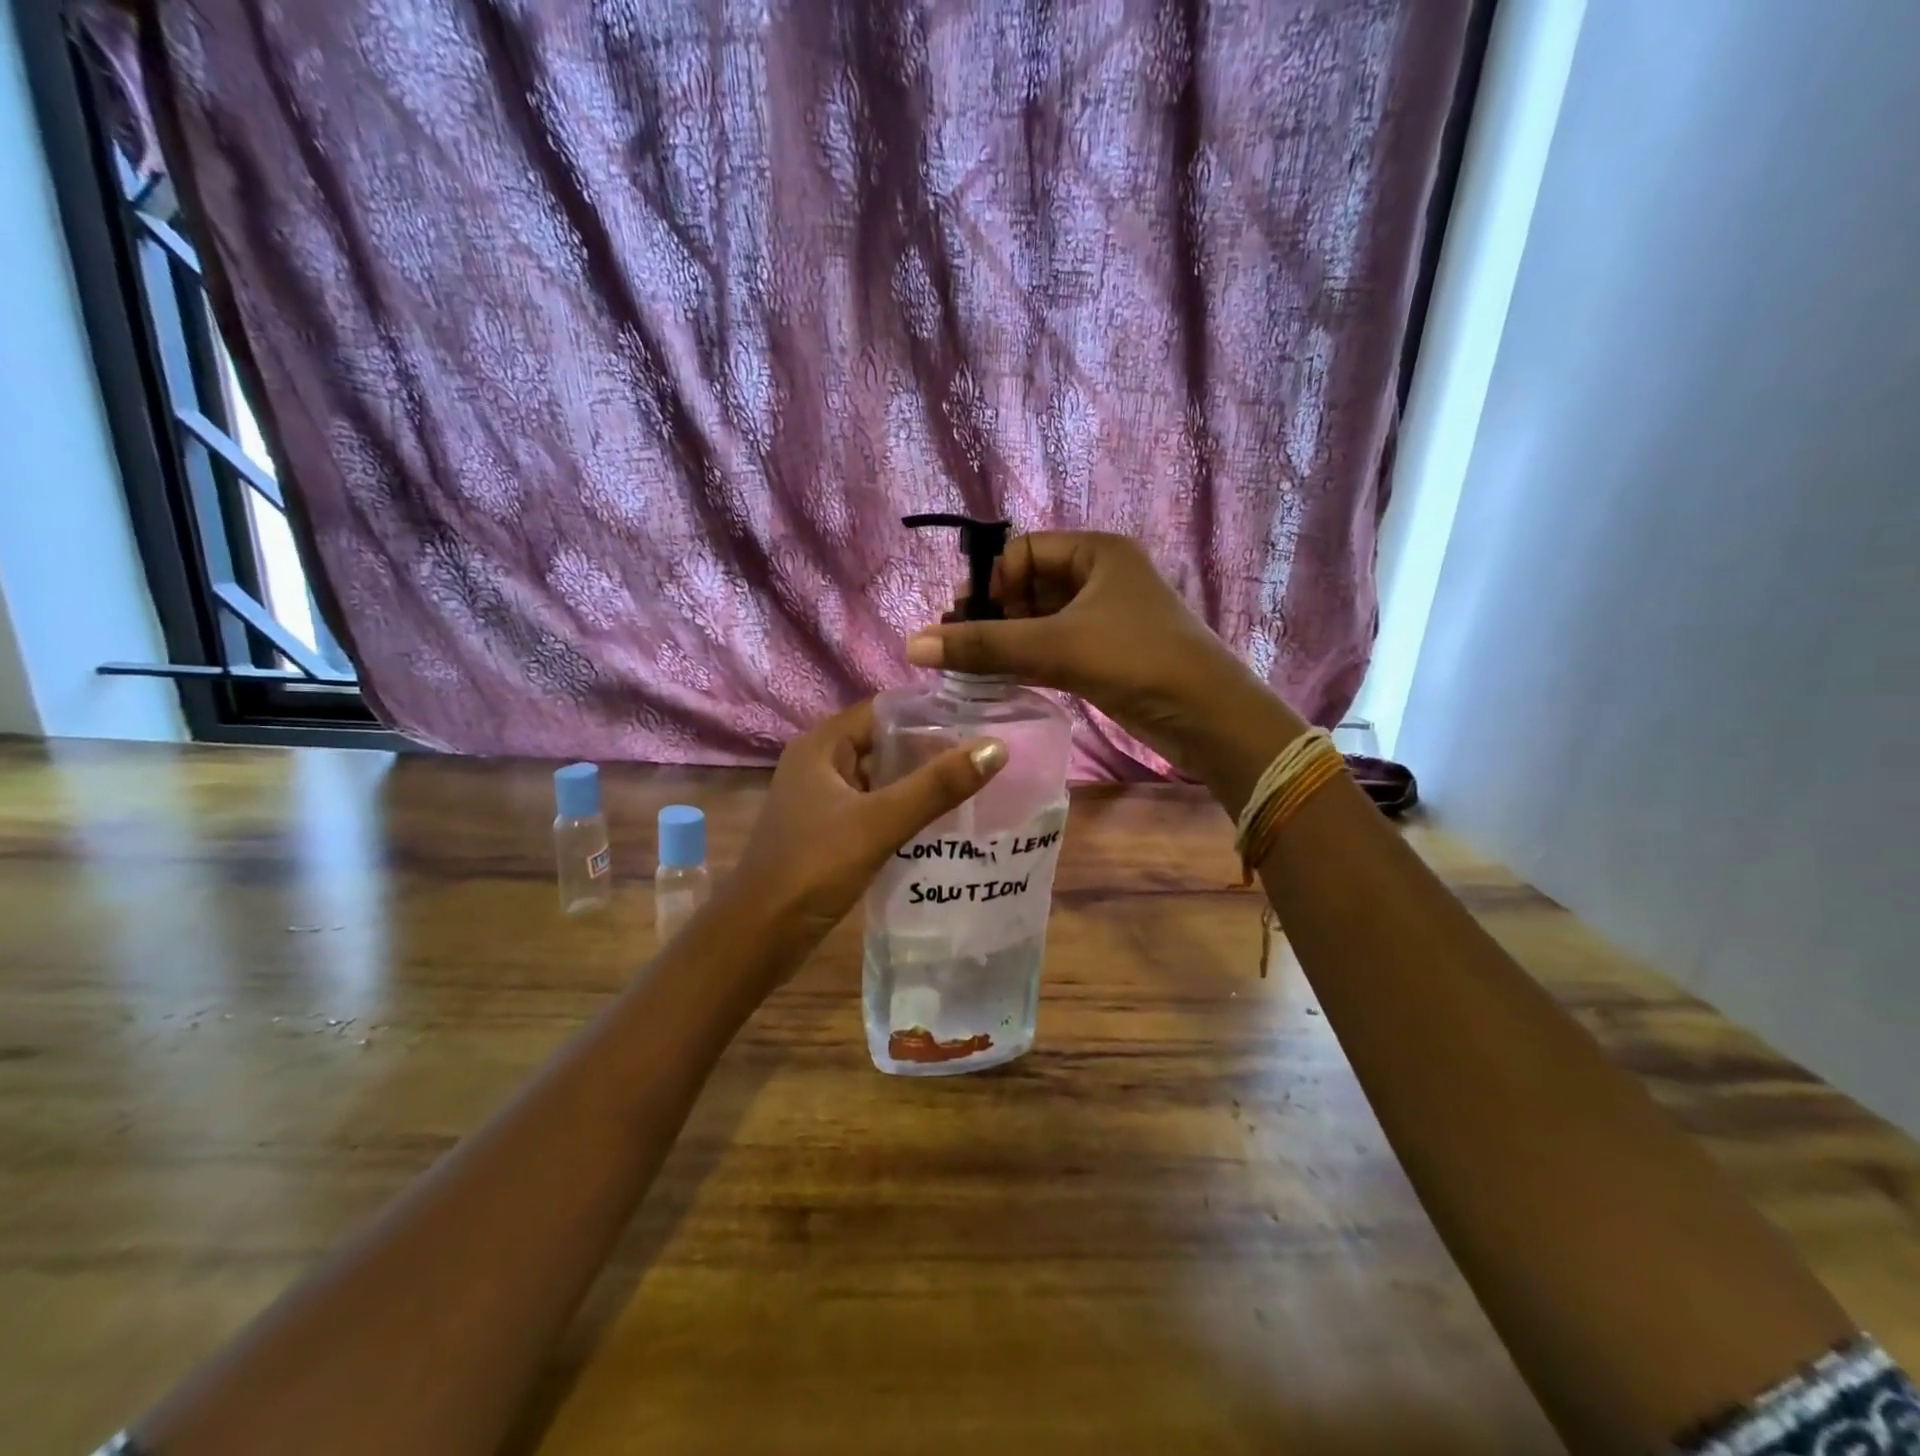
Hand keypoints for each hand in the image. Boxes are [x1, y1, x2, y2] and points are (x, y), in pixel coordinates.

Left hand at [728, 699, 1006, 949]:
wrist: (759, 937)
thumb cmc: (812, 868)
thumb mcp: (879, 822)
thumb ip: (936, 786)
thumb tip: (996, 747)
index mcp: (821, 745)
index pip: (884, 711)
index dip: (930, 714)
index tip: (979, 723)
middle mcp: (819, 764)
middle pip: (885, 744)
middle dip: (931, 751)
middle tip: (986, 758)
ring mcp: (822, 800)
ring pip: (881, 779)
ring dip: (920, 783)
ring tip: (975, 786)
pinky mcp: (829, 832)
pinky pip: (874, 808)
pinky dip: (904, 811)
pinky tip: (941, 824)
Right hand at [905, 532, 1282, 774]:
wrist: (1209, 717)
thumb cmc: (1137, 660)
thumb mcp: (1056, 646)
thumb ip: (984, 646)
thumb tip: (913, 644)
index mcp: (1097, 553)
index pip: (1024, 550)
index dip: (991, 580)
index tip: (962, 617)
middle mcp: (1101, 578)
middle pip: (1029, 586)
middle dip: (993, 614)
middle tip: (958, 644)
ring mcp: (1104, 619)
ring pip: (1040, 621)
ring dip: (1005, 641)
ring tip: (967, 665)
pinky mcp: (1105, 656)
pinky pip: (1053, 648)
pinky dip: (1025, 660)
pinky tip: (996, 679)